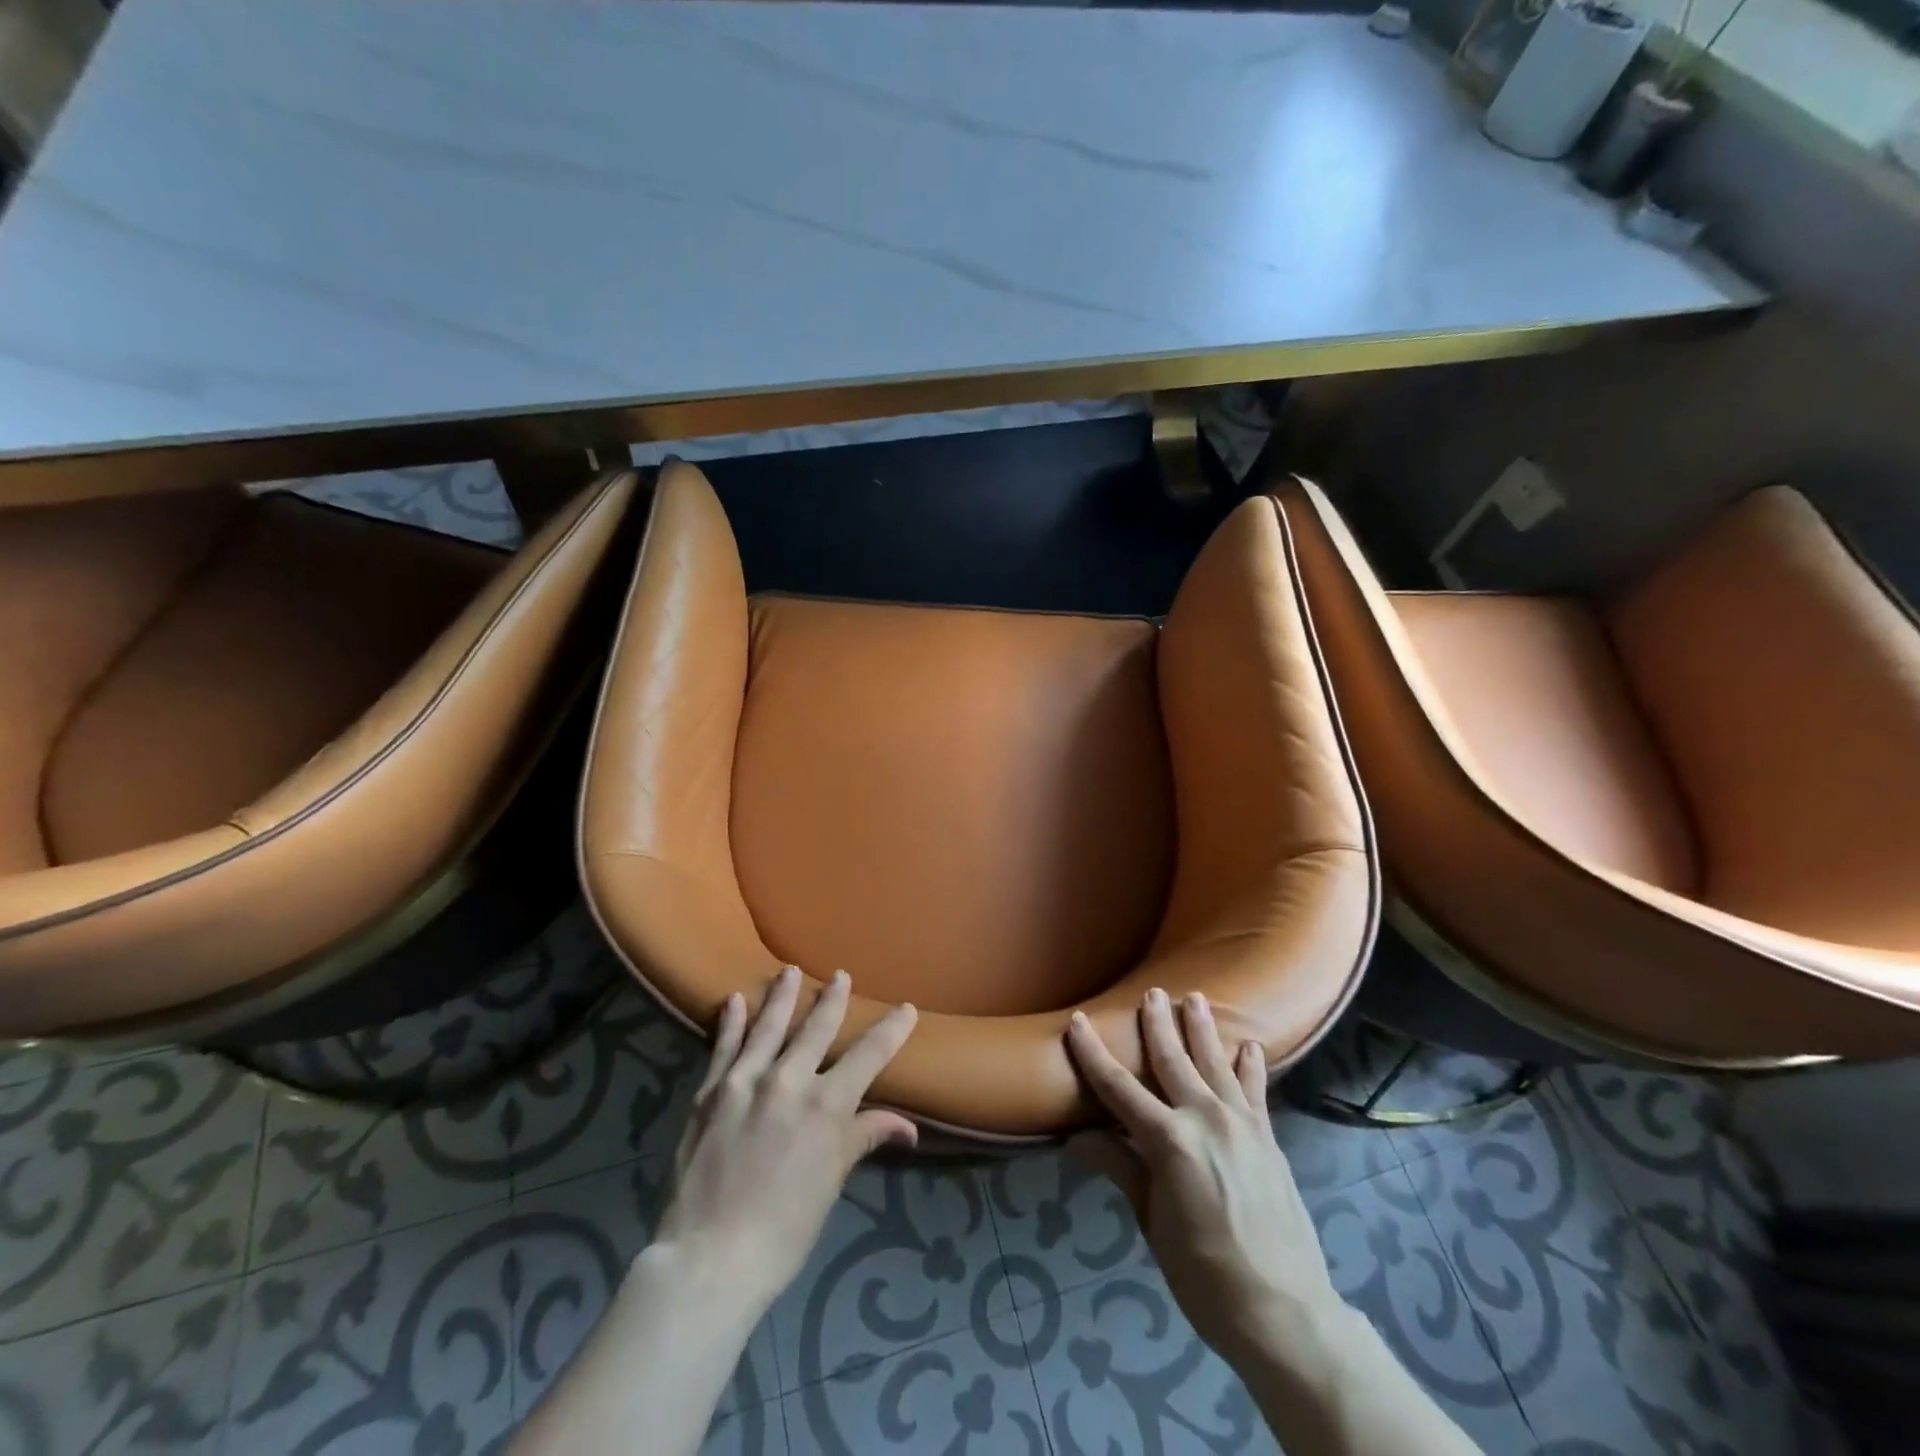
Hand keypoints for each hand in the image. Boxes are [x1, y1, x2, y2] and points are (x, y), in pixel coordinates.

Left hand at [653, 967, 918, 1315]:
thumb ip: (863, 1139)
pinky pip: (723, 1048)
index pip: (869, 1055)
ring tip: (789, 971)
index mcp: (826, 1105)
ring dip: (781, 996)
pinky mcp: (709, 1093)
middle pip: (816, 1029)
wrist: (709, 1258)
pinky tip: (734, 1001)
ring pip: (768, 1026)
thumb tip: (907, 1126)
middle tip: (840, 975)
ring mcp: (745, 1082)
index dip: (891, 1030)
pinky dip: (730, 1023)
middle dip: (832, 999)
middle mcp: (788, 1081)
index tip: (906, 1009)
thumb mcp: (831, 1183)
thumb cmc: (784, 1229)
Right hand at [1065, 989, 1338, 1360]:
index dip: (1093, 1053)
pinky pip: (1256, 1090)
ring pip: (1216, 1063)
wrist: (1283, 1311)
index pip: (1118, 1087)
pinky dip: (1250, 1066)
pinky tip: (1249, 1046)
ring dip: (1203, 1029)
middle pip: (1173, 1059)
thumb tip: (1077, 1138)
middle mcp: (1204, 1118)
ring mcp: (1241, 1124)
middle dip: (1158, 1024)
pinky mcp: (1267, 1137)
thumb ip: (1121, 1169)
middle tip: (1151, 992)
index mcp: (1168, 1140)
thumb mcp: (1152, 1223)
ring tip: (1195, 999)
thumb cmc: (1203, 1274)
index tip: (1077, 1021)